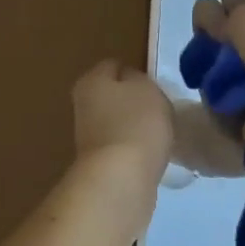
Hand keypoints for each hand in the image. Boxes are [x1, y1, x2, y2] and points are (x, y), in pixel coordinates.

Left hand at [72, 60, 173, 187]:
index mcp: (90, 81)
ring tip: (161, 133)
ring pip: (118, 122)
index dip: (137, 72)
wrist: (121, 180)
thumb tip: (131, 83)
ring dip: (136, 127)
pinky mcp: (99, 164)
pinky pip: (123, 147)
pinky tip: (153, 155)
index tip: (157, 86)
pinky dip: (137, 149)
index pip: (114, 65)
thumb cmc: (136, 124)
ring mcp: (89, 137)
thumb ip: (140, 79)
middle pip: (114, 95)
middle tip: (162, 109)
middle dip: (135, 101)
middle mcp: (83, 106)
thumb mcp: (146, 88)